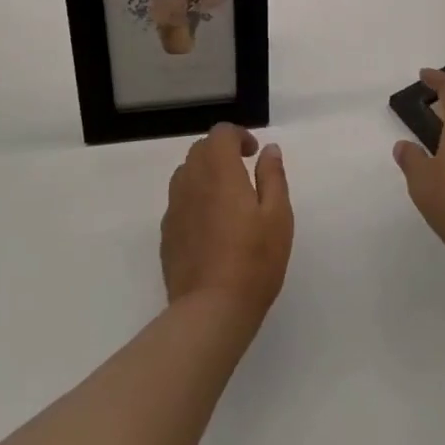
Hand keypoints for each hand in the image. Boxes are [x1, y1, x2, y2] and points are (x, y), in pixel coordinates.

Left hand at [161, 125, 293, 322]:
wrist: (211, 310)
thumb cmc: (253, 260)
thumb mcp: (278, 215)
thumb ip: (272, 176)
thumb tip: (269, 150)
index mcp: (219, 171)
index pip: (220, 133)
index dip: (238, 136)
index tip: (254, 153)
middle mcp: (191, 181)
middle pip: (200, 150)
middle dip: (221, 151)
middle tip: (244, 171)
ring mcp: (174, 208)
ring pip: (186, 174)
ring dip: (205, 173)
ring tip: (227, 197)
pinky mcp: (167, 233)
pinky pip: (179, 201)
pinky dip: (195, 199)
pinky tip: (211, 226)